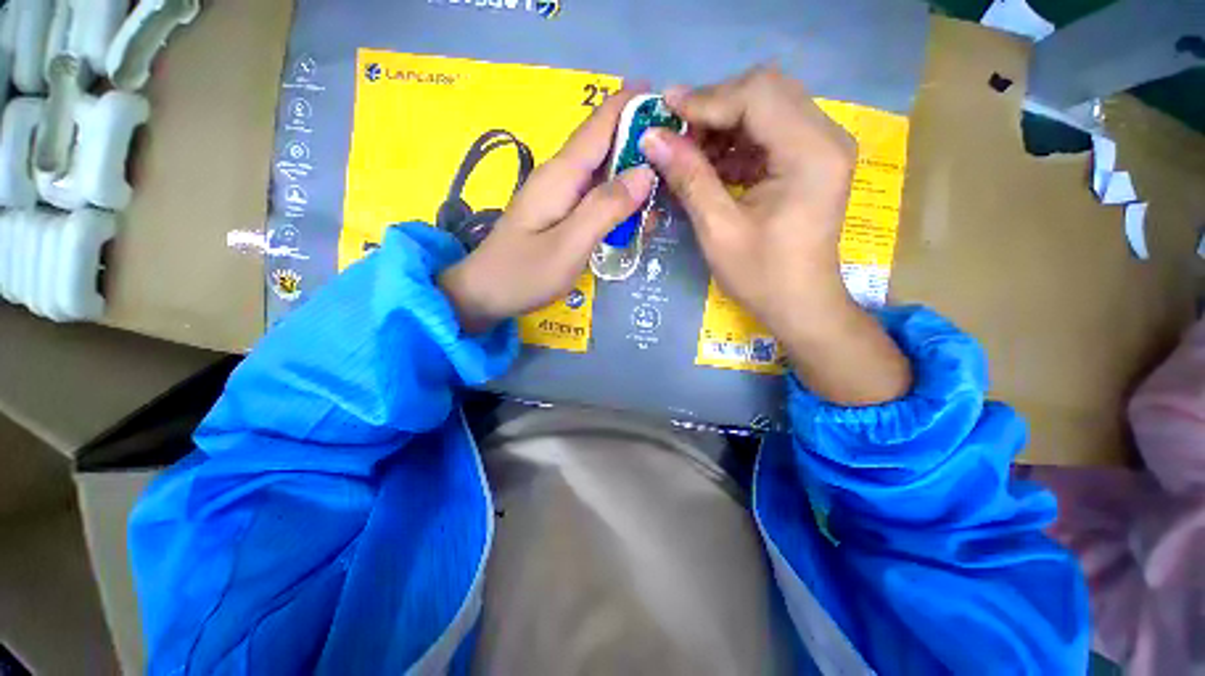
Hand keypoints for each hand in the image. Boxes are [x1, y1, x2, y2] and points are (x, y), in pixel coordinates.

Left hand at [440, 89, 655, 332]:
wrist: (486, 294)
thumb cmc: (524, 273)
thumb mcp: (570, 244)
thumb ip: (606, 208)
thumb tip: (646, 171)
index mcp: (562, 174)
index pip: (600, 124)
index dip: (632, 105)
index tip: (669, 101)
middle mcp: (561, 176)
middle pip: (605, 146)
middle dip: (641, 145)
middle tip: (679, 160)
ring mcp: (559, 195)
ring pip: (603, 173)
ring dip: (633, 178)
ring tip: (663, 195)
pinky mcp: (560, 213)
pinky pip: (595, 197)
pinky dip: (619, 201)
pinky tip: (635, 218)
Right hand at [643, 66, 911, 403]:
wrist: (801, 305)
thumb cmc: (761, 277)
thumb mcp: (718, 230)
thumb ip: (688, 178)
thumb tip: (652, 137)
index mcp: (811, 154)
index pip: (757, 96)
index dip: (706, 99)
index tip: (664, 113)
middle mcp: (826, 137)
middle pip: (765, 91)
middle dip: (714, 108)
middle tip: (675, 135)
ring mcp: (821, 147)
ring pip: (766, 108)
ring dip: (722, 125)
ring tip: (688, 154)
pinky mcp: (811, 160)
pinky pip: (769, 133)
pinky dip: (735, 143)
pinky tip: (711, 166)